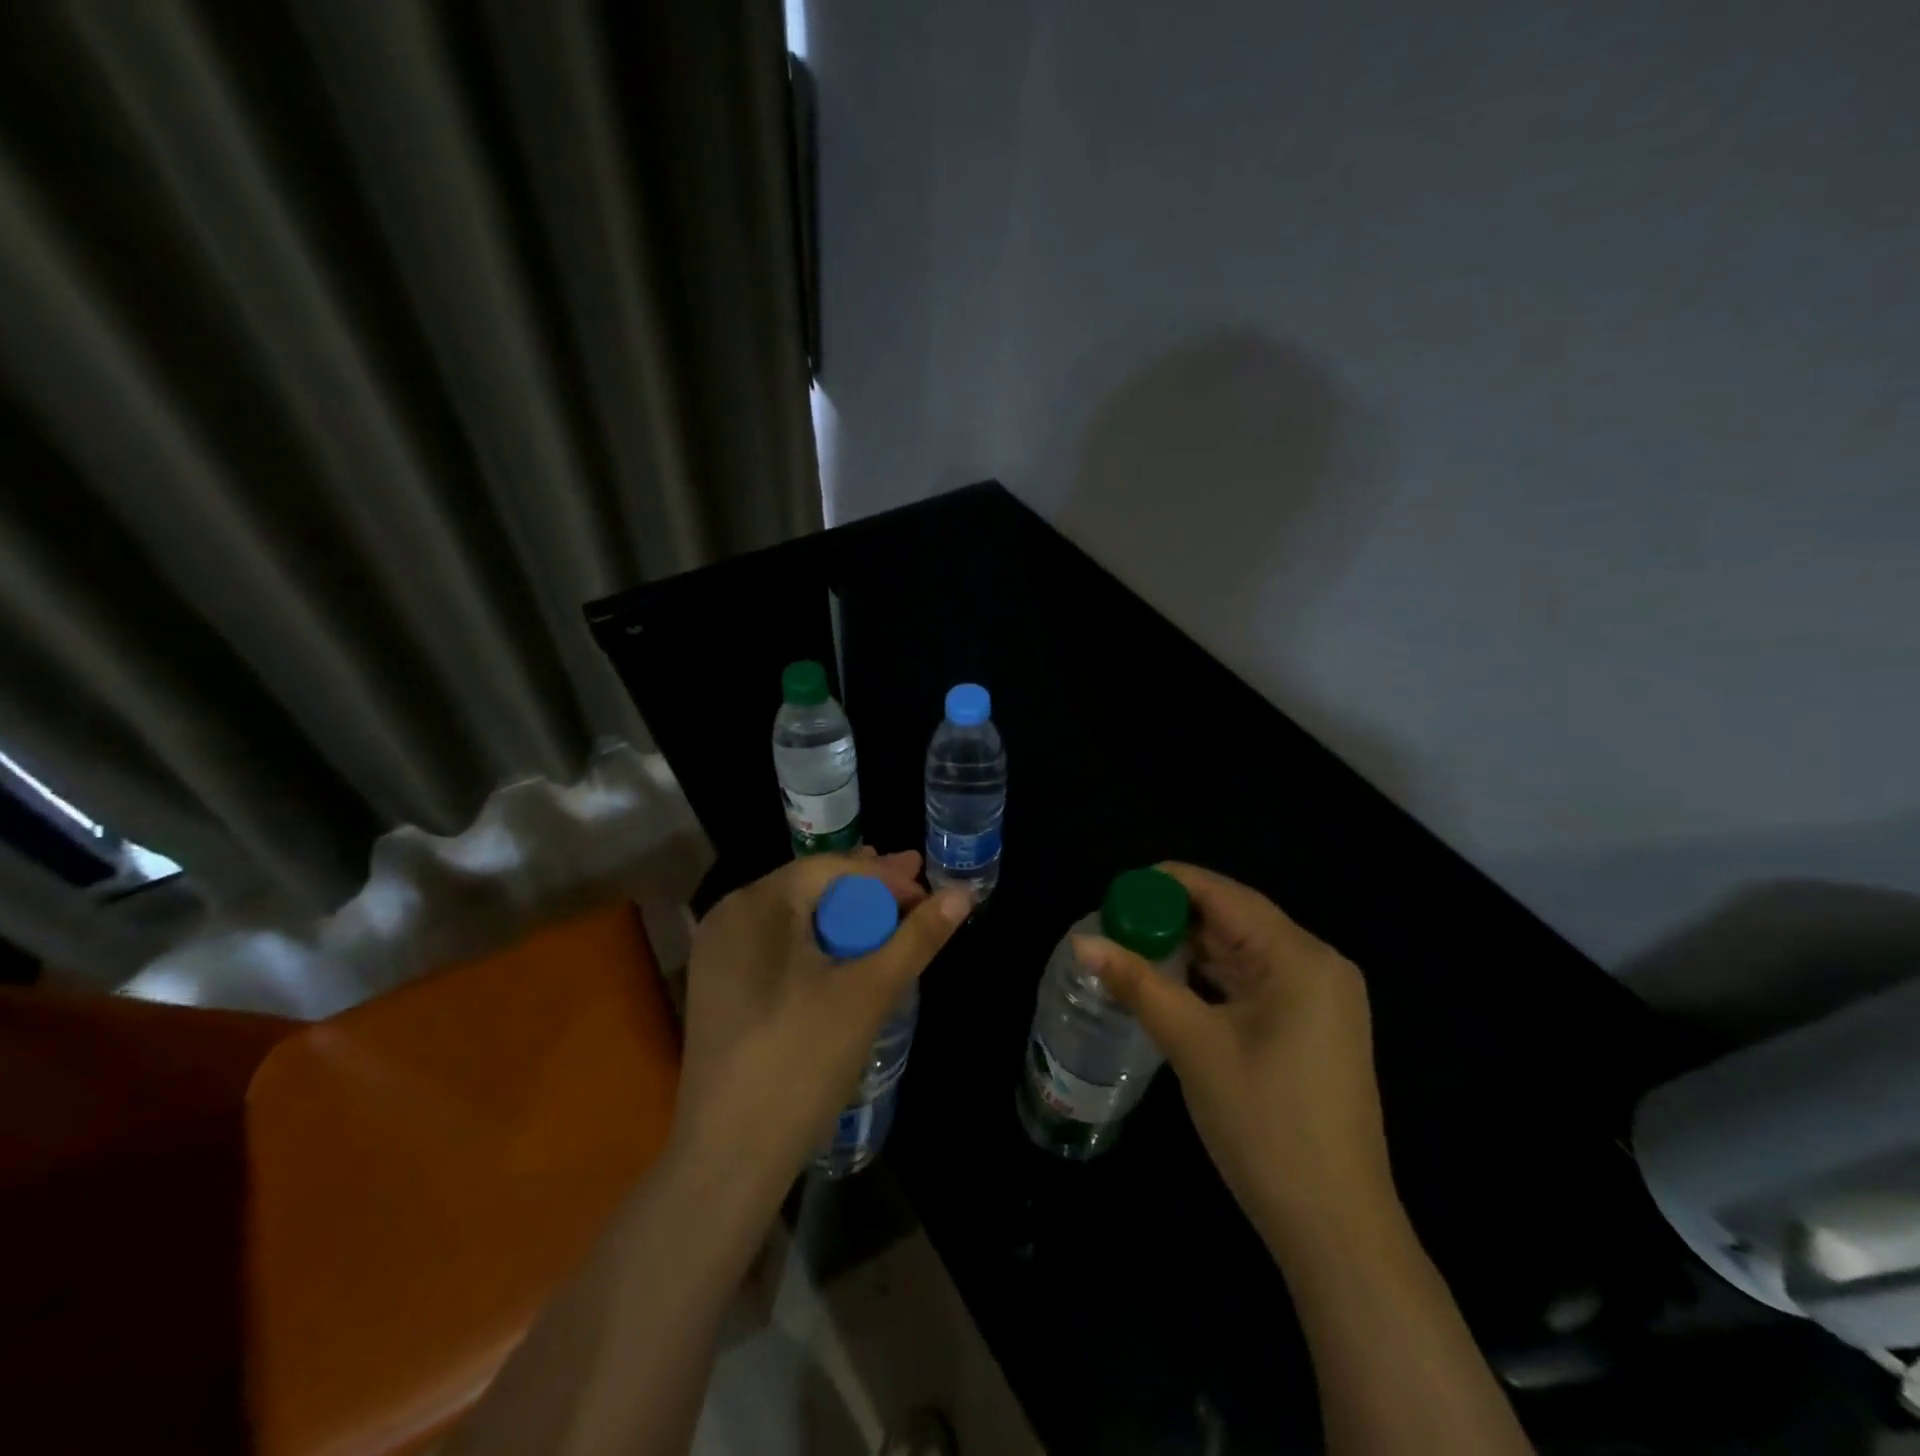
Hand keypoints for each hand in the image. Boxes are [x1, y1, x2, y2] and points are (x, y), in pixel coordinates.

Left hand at [671, 849, 970, 1215]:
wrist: (727, 1160)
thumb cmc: (801, 1062)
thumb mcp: (869, 993)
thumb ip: (916, 939)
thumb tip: (963, 894)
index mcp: (755, 905)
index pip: (831, 868)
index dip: (884, 875)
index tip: (927, 892)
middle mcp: (728, 918)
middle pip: (811, 888)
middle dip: (868, 890)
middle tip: (917, 892)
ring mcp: (718, 955)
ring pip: (796, 919)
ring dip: (846, 918)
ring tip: (890, 920)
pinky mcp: (720, 989)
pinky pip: (779, 948)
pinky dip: (819, 945)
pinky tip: (848, 957)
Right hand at [1075, 863, 1392, 1242]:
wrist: (1335, 1228)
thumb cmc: (1264, 1124)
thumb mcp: (1193, 1045)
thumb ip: (1137, 983)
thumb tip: (1082, 943)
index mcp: (1300, 957)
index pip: (1224, 895)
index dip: (1167, 884)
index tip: (1116, 890)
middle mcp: (1318, 965)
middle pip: (1235, 919)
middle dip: (1175, 917)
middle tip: (1115, 922)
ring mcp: (1321, 999)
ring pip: (1244, 952)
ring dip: (1192, 948)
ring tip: (1133, 946)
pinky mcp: (1314, 1028)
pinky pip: (1256, 983)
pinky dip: (1213, 978)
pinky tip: (1173, 981)